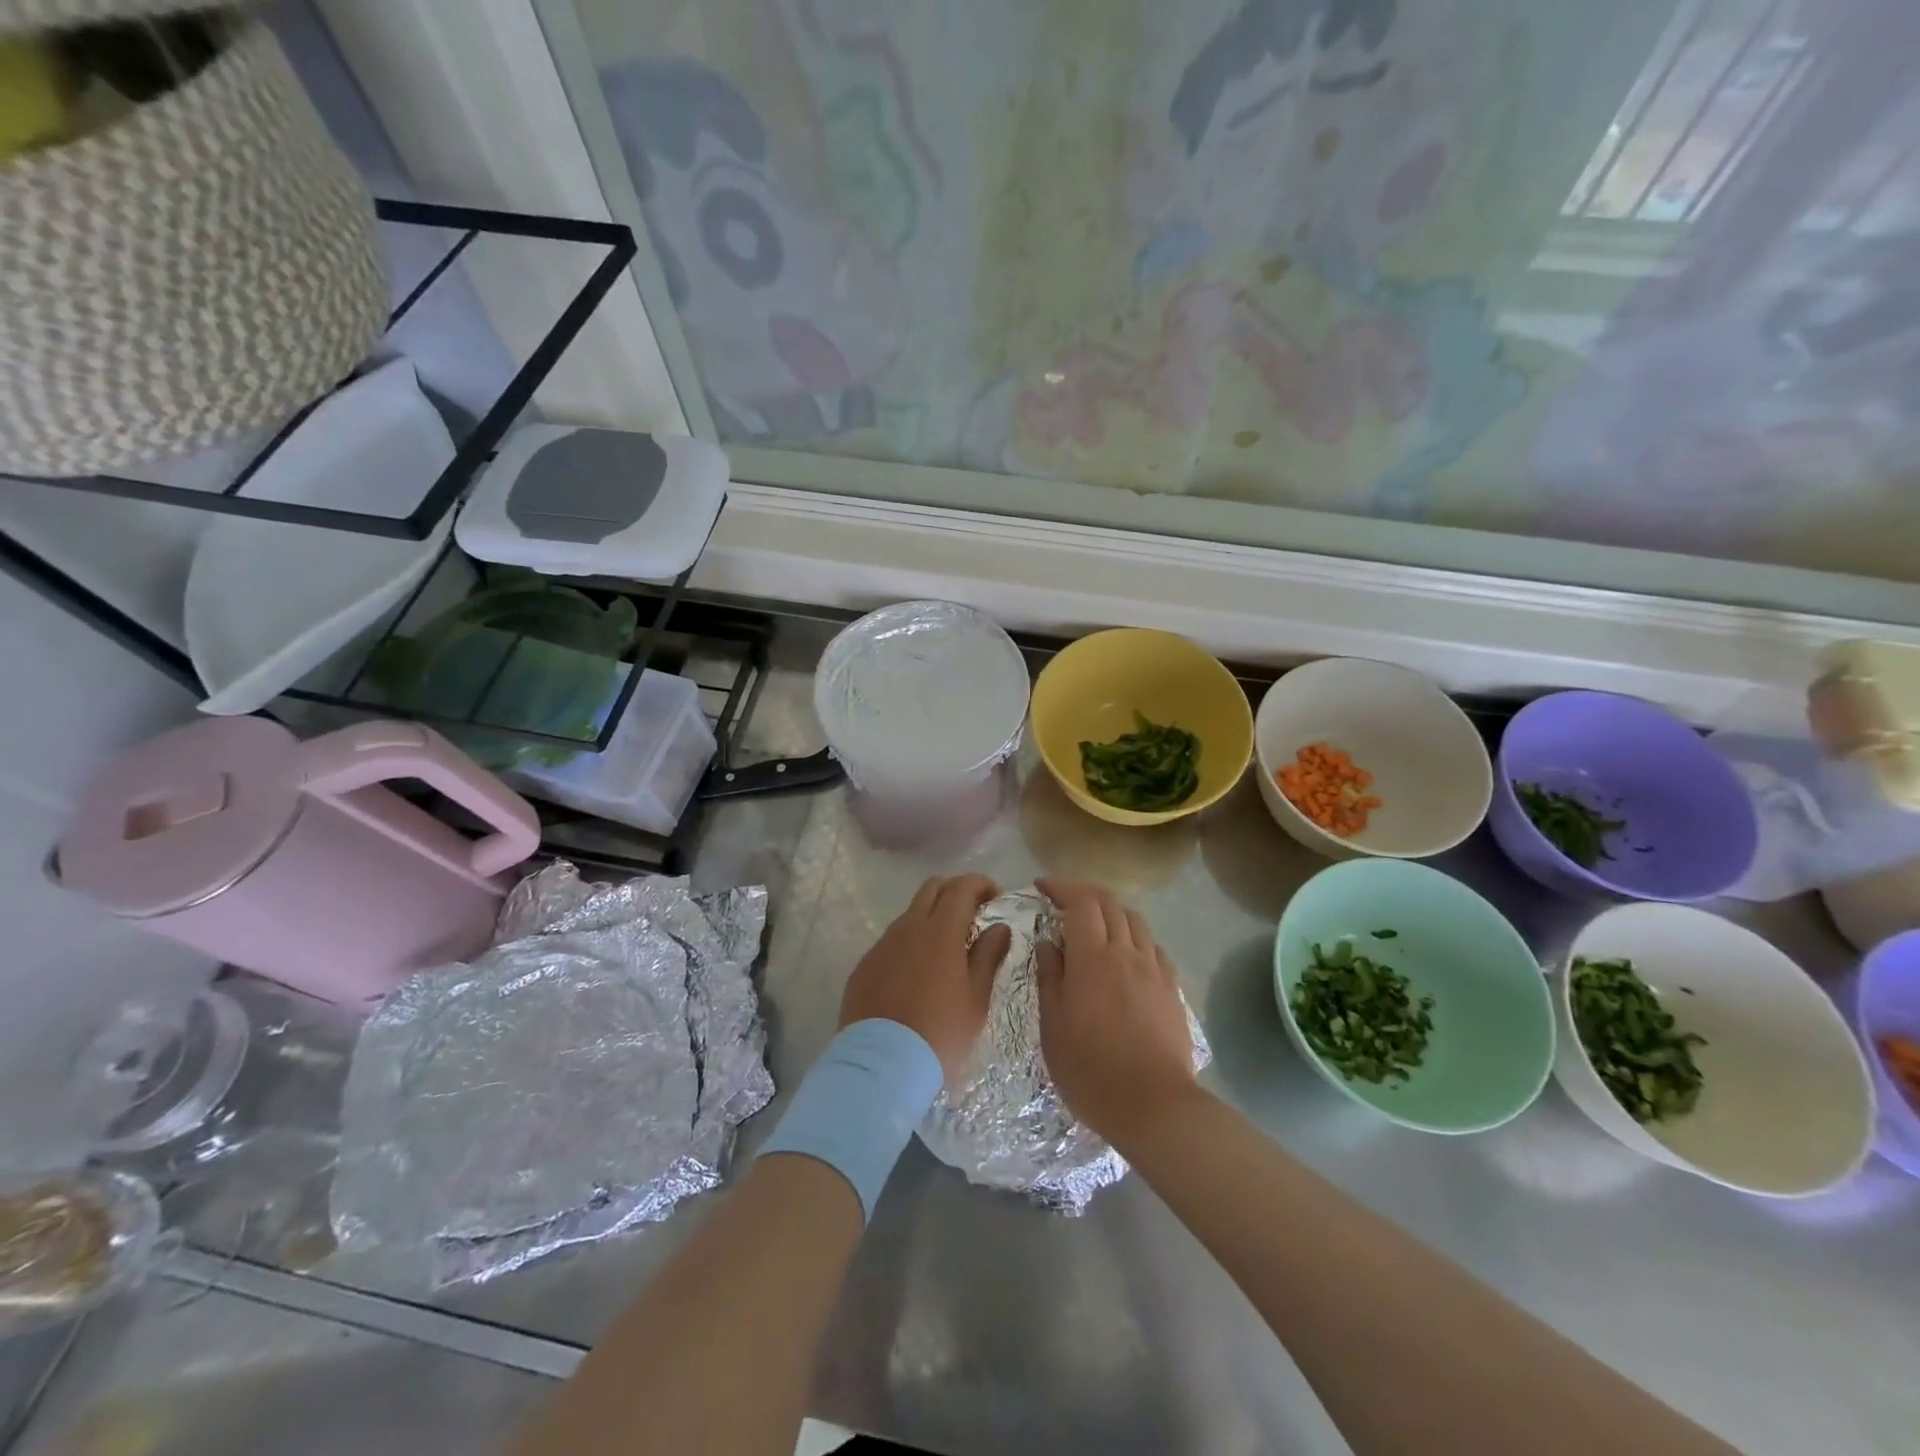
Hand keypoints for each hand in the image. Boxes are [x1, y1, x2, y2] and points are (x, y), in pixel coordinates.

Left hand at [840, 874, 1010, 1082]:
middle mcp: (908, 928)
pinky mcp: (864, 966)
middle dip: (955, 892)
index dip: (981, 884)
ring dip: (930, 919)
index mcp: (940, 931)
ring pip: (910, 915)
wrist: (882, 1065)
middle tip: (972, 916)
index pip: (962, 887)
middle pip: (932, 888)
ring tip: (945, 951)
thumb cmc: (941, 1033)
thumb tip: (999, 927)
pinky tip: (916, 976)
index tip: (995, 897)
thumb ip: (988, 956)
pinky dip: (909, 945)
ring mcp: (882, 945)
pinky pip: (891, 943)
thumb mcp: (976, 999)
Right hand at [1035, 878, 1196, 1145]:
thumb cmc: (1091, 1069)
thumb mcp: (1053, 1027)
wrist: (1154, 1105)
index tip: (1041, 886)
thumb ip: (1050, 977)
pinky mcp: (1172, 988)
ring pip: (1135, 920)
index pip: (1080, 902)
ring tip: (1094, 924)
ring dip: (1111, 911)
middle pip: (1109, 903)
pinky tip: (1126, 954)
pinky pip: (1153, 946)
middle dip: (1084, 892)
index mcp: (1092, 957)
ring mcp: (1154, 968)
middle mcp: (1126, 952)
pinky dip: (1134, 936)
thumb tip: (1047, 942)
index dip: (1060, 887)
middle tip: (1063, 900)